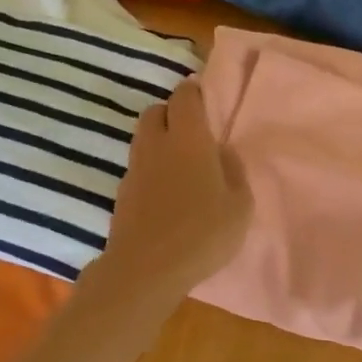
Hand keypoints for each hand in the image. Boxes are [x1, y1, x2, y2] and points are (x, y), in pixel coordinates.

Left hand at [100, 81, 253, 301]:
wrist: (146, 269)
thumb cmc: (202, 234)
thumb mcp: (240, 206)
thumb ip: (234, 172)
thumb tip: (222, 152)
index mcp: (189, 139)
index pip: (184, 97)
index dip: (194, 92)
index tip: (205, 100)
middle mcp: (156, 145)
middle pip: (156, 111)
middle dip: (173, 113)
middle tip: (193, 132)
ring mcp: (135, 169)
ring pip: (143, 138)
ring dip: (160, 140)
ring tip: (181, 163)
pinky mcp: (122, 193)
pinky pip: (138, 166)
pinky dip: (151, 168)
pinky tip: (166, 192)